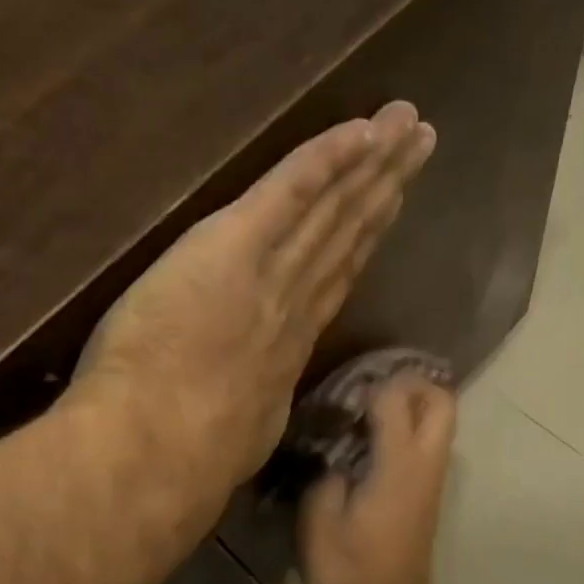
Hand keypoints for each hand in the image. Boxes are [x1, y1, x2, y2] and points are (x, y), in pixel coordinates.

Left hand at [75, 102, 434, 497]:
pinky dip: (328, 157)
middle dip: (385, 189)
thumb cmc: (188, 455)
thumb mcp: (239, 439)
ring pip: (332, 209)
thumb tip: (257, 414)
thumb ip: (252, 412)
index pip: (332, 279)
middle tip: (421, 148)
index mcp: (286, 345)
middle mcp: (294, 302)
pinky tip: (361, 128)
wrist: (162, 447)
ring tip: (409, 128)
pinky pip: (291, 189)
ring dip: (372, 164)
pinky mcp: (237, 244)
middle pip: (346, 235)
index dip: (362, 241)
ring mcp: (273, 271)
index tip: (388, 209)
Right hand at [299, 372, 455, 583]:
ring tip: (363, 413)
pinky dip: (406, 430)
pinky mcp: (428, 495)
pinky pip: (427, 445)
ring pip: (440, 422)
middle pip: (441, 400)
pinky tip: (366, 445)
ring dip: (410, 406)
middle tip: (368, 391)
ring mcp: (432, 480)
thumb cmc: (349, 571)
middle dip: (410, 383)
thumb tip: (333, 455)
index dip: (367, 384)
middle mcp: (425, 464)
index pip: (396, 397)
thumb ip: (325, 474)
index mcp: (399, 464)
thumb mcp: (319, 519)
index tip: (338, 394)